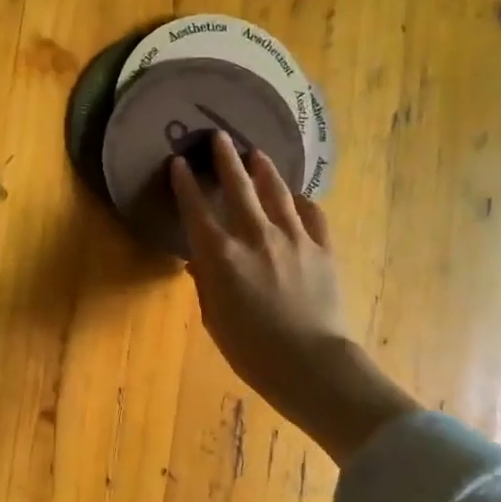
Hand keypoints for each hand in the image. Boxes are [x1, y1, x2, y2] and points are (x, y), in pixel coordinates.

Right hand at [171, 132, 416, 463]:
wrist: (311, 364)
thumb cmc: (252, 351)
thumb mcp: (215, 319)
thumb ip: (206, 283)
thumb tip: (200, 260)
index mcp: (222, 256)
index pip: (197, 210)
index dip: (185, 184)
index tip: (178, 163)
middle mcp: (255, 236)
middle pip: (238, 187)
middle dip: (225, 159)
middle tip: (219, 137)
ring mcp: (293, 238)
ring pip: (276, 191)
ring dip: (264, 169)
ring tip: (257, 154)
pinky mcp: (323, 247)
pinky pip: (312, 213)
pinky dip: (301, 201)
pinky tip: (297, 196)